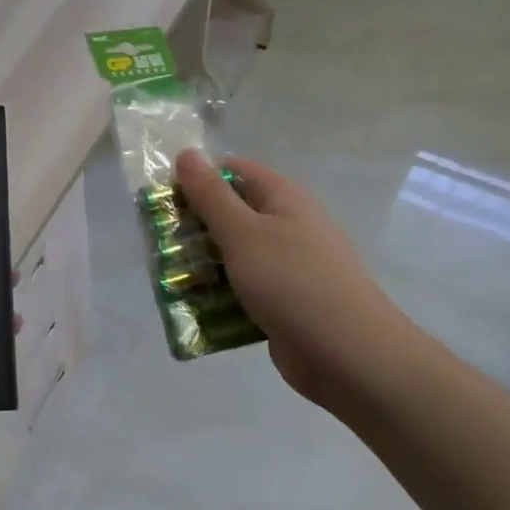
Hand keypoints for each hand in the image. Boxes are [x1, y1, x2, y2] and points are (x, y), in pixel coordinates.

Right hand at [175, 149, 406, 414]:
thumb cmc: (292, 282)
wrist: (349, 356)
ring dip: (204, 266)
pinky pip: (245, 290)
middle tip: (160, 245)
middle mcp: (288, 225)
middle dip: (195, 227)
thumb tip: (187, 153)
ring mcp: (288, 266)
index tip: (166, 201)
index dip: (198, 179)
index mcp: (283, 198)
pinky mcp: (285, 303)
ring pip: (235, 255)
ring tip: (171, 280)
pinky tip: (196, 310)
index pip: (233, 171)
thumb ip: (210, 194)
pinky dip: (221, 296)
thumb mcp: (243, 232)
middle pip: (232, 214)